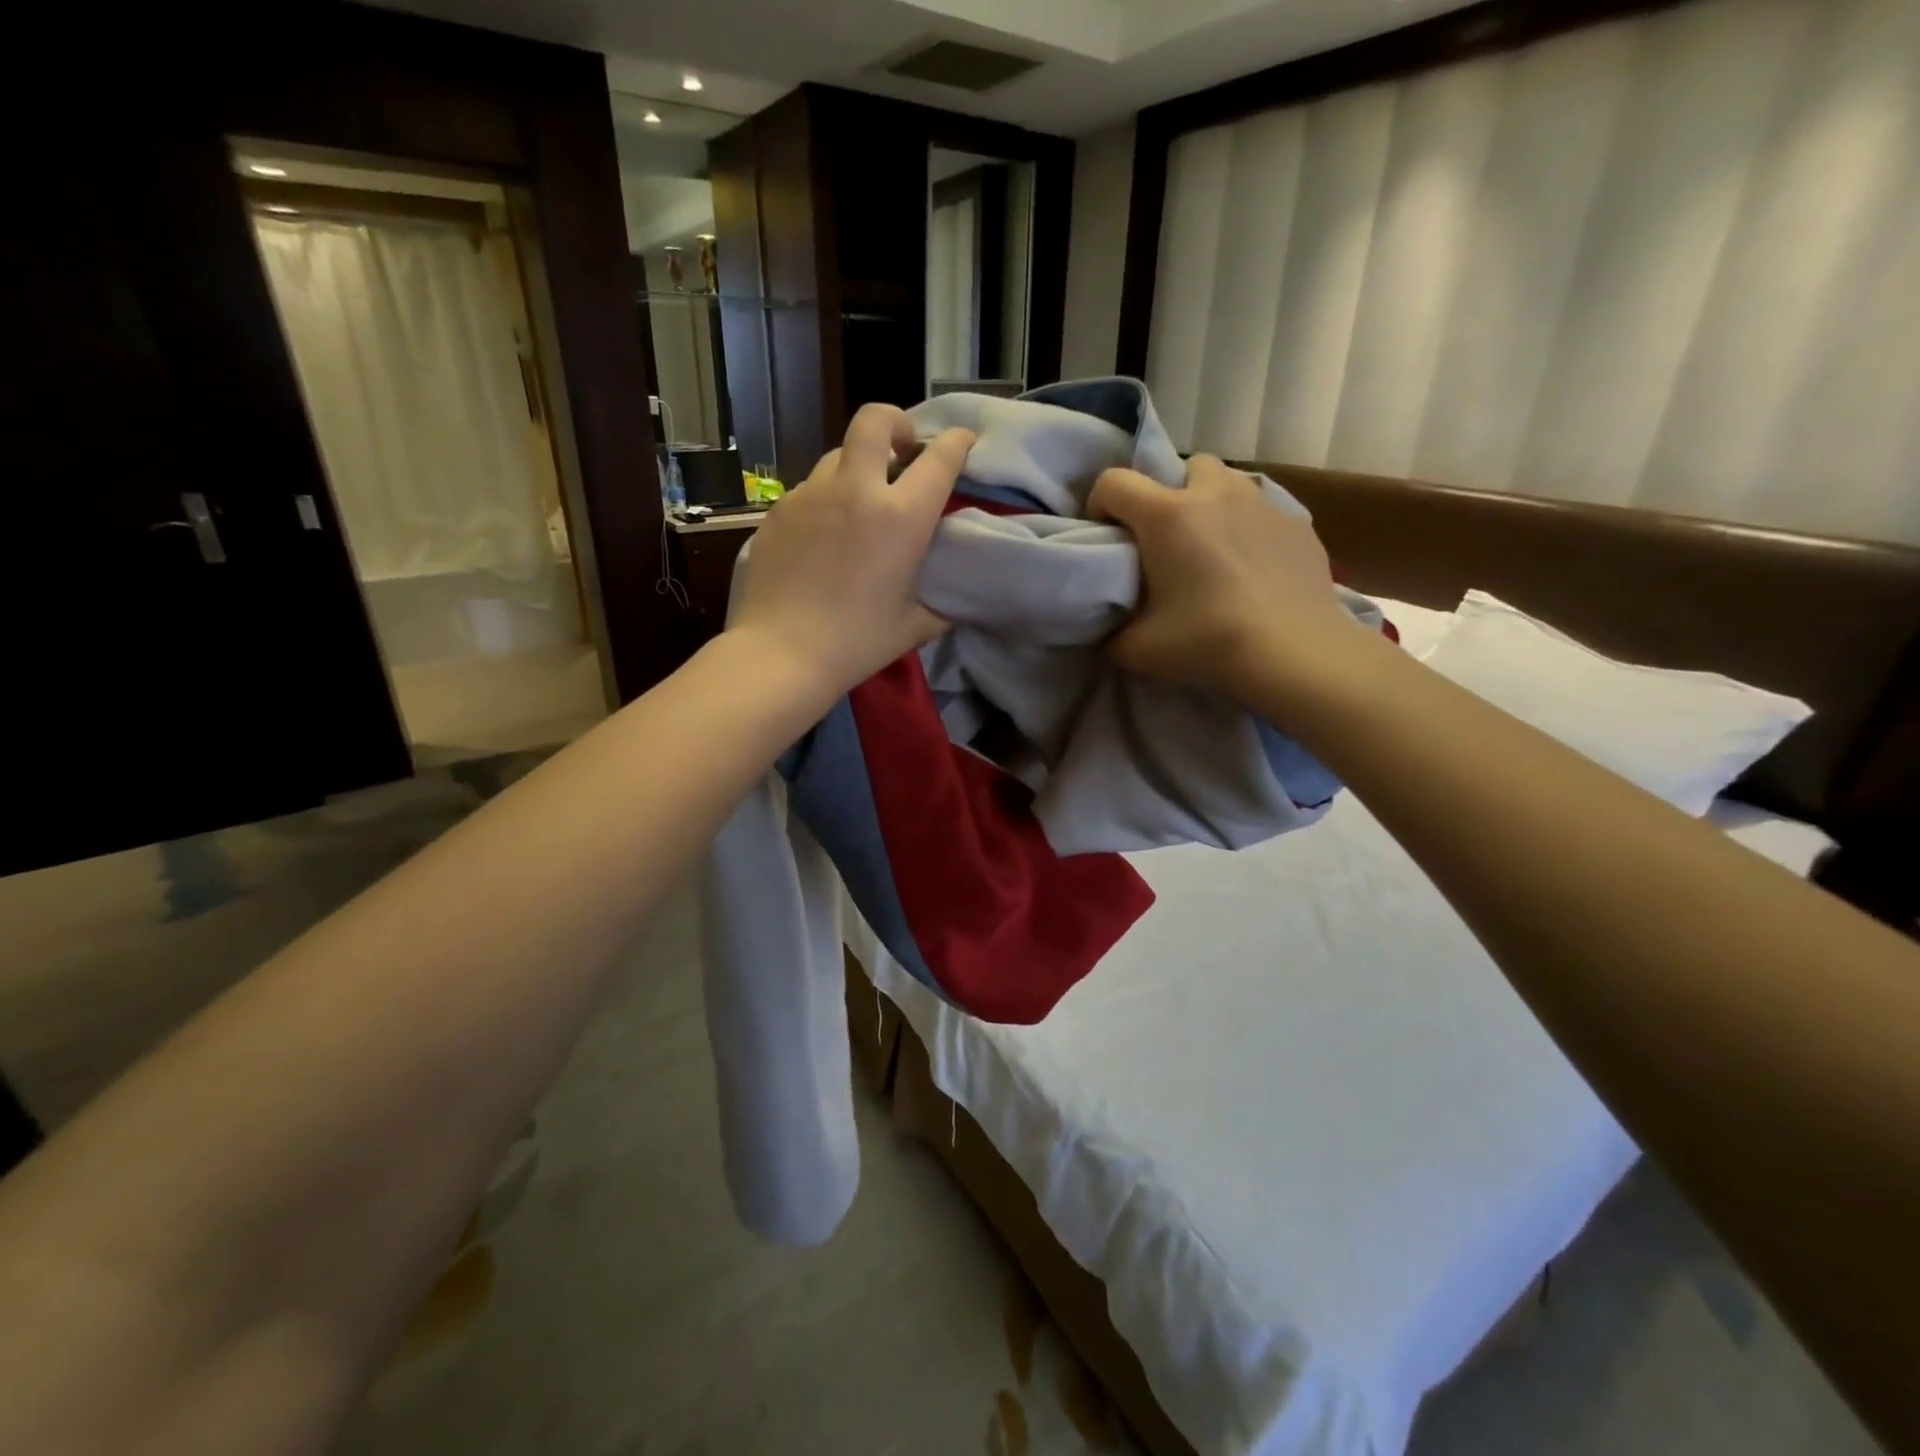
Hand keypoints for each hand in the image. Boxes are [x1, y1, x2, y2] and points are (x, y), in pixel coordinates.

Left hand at [726, 403, 975, 700]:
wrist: (781, 654)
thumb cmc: (856, 643)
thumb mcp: (914, 626)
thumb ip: (942, 603)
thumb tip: (957, 598)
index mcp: (901, 517)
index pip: (939, 457)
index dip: (957, 442)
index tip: (962, 443)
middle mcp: (856, 490)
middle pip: (875, 419)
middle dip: (895, 422)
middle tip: (901, 450)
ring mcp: (810, 495)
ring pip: (838, 454)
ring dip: (857, 466)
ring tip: (859, 502)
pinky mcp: (778, 510)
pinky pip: (810, 488)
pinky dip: (826, 499)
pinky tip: (824, 537)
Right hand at [1089, 455, 1369, 703]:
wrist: (1294, 654)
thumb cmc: (1208, 643)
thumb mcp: (1138, 649)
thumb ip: (1111, 633)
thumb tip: (1106, 631)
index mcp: (1167, 516)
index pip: (1114, 482)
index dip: (1100, 504)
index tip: (1107, 536)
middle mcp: (1214, 494)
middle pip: (1184, 467)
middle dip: (1168, 494)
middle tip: (1166, 540)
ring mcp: (1262, 505)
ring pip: (1229, 482)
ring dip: (1212, 504)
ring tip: (1211, 547)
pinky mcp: (1297, 525)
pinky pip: (1263, 512)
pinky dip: (1249, 530)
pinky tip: (1252, 568)